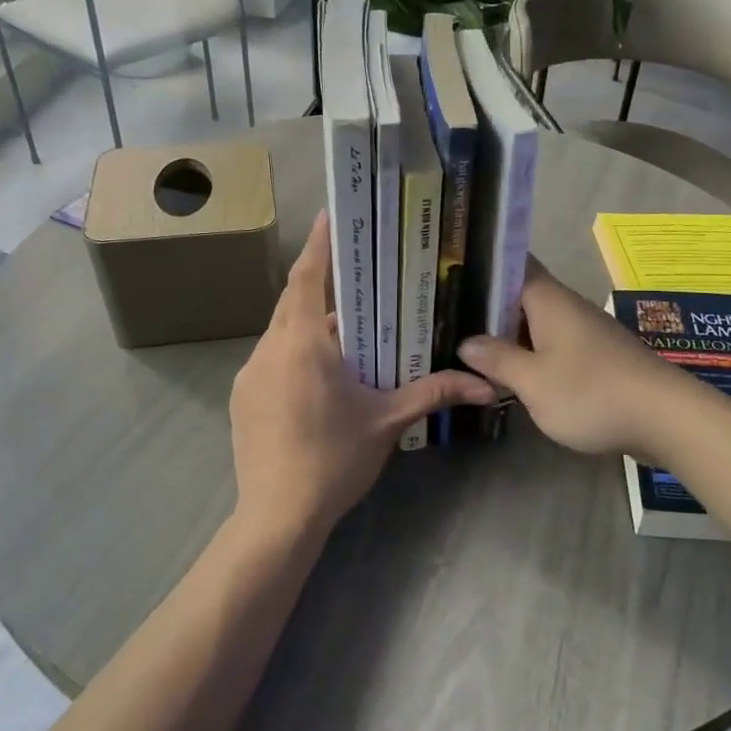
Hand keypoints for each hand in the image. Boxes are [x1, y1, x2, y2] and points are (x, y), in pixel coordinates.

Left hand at [231, 212, 497, 536]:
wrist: (277, 515)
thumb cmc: (335, 460)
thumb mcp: (388, 421)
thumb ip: (435, 392)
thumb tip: (488, 386)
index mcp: (303, 345)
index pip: (307, 279)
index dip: (319, 245)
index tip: (331, 215)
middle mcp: (269, 349)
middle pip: (292, 300)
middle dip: (320, 282)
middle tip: (354, 271)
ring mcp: (249, 373)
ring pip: (281, 331)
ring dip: (309, 322)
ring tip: (345, 328)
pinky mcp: (242, 397)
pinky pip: (271, 358)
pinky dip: (294, 351)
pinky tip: (319, 374)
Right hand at [459, 258, 688, 459]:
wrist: (666, 418)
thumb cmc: (592, 393)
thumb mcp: (534, 381)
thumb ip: (498, 359)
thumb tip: (467, 342)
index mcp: (549, 300)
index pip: (513, 263)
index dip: (482, 265)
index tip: (449, 273)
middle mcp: (567, 307)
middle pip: (521, 295)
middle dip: (486, 305)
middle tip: (446, 315)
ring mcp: (584, 332)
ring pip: (536, 322)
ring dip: (507, 333)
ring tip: (467, 344)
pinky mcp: (596, 356)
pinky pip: (552, 344)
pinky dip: (529, 352)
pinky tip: (510, 371)